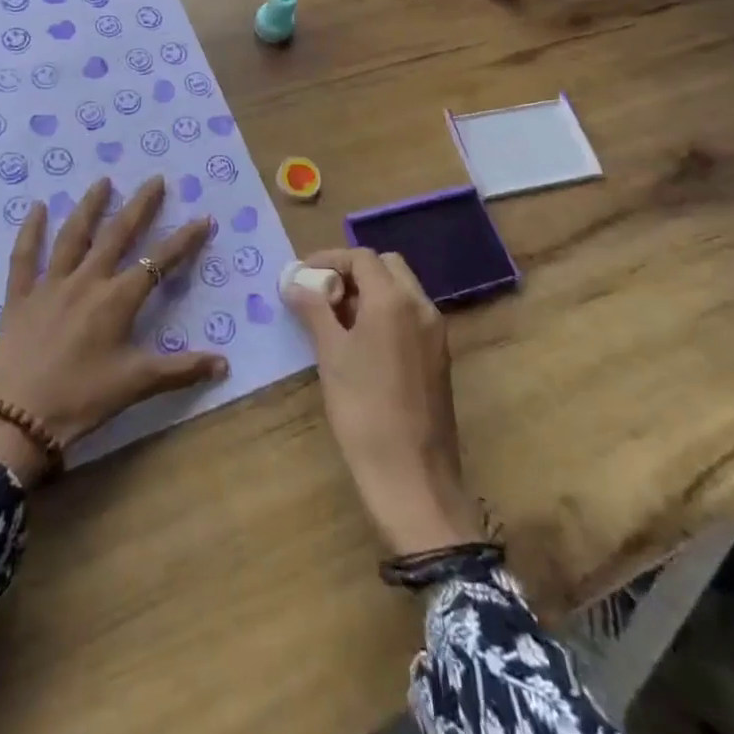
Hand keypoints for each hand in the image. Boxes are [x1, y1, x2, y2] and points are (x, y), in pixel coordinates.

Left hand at [0, 176, 227, 484]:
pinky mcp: (19, 297)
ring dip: (90, 206)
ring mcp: (50, 285)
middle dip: (140, 206)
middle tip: (155, 180)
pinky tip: (36, 207)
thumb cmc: (80, 401)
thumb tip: (224, 363)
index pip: (159, 262)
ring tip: (103, 181)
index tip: (203, 218)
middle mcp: (87, 281)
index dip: (184, 240)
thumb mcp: (135, 384)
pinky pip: (25, 257)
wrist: (14, 421)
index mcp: (117, 300)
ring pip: (73, 236)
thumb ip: (180, 370)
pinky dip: (30, 231)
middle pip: (117, 235)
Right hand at [282, 248, 484, 555]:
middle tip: (322, 294)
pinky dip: (384, 313)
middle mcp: (421, 306)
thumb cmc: (364, 410)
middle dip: (352, 272)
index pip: (361, 257)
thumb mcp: (331, 355)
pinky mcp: (438, 356)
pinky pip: (410, 315)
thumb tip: (295, 282)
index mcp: (394, 299)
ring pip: (400, 290)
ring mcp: (435, 332)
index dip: (329, 259)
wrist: (413, 477)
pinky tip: (360, 342)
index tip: (302, 276)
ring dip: (368, 292)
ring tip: (335, 319)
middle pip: (386, 267)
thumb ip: (314, 309)